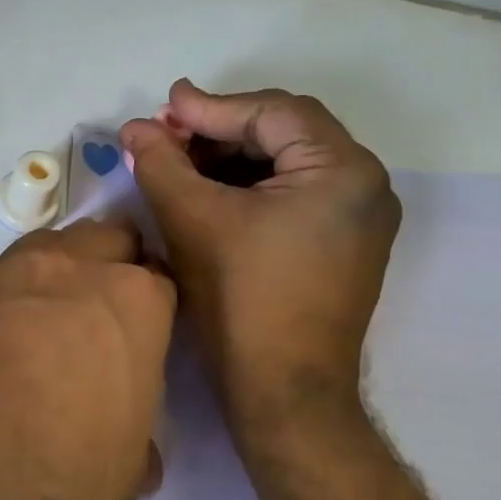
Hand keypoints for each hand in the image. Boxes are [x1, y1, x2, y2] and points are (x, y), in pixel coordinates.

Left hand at [0, 217, 175, 499]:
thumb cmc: (58, 484)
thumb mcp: (125, 467)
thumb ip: (133, 427)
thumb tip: (125, 434)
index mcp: (129, 302)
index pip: (158, 280)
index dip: (152, 307)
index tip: (142, 332)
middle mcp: (65, 270)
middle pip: (102, 239)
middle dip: (108, 265)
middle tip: (96, 316)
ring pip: (39, 249)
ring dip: (48, 277)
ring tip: (35, 327)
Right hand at [119, 80, 399, 439]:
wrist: (283, 392)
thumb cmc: (241, 298)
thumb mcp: (193, 219)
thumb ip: (161, 162)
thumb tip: (135, 127)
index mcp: (343, 170)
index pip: (271, 113)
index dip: (210, 108)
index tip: (162, 106)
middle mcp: (364, 185)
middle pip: (284, 133)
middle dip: (220, 131)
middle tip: (167, 135)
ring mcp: (359, 218)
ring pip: (287, 163)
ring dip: (232, 158)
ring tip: (180, 164)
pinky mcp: (343, 244)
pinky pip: (294, 194)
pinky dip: (250, 187)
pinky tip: (208, 193)